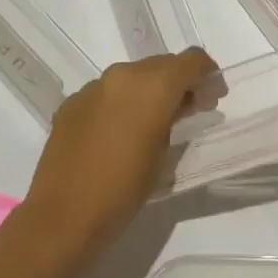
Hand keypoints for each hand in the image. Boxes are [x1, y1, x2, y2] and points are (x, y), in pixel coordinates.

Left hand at [18, 48, 218, 261]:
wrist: (63, 217)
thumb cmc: (124, 189)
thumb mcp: (164, 154)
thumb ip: (175, 118)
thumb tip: (177, 106)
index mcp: (152, 85)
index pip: (191, 61)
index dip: (207, 74)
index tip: (214, 96)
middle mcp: (122, 75)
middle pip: (162, 65)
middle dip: (179, 82)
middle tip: (190, 110)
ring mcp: (92, 87)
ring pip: (132, 76)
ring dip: (149, 91)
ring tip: (153, 122)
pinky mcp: (71, 103)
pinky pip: (106, 93)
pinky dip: (121, 103)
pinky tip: (119, 134)